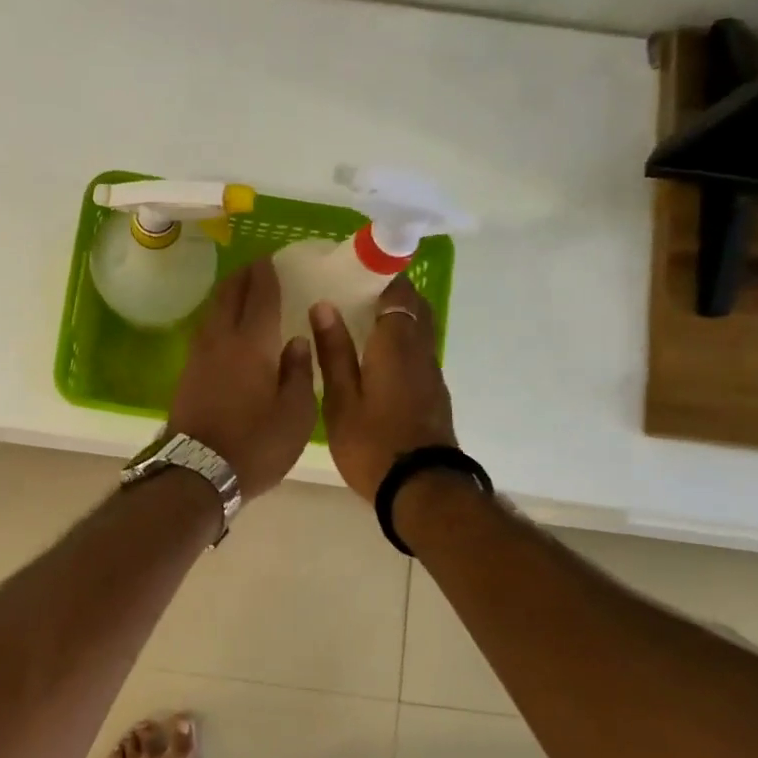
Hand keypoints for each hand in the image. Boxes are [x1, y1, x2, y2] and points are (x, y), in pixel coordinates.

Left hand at [168, 259, 316, 499]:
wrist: (197, 473)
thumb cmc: (256, 445)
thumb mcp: (295, 414)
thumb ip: (298, 372)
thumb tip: (296, 341)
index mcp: (251, 343)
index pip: (259, 295)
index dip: (267, 274)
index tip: (272, 259)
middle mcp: (221, 340)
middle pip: (228, 295)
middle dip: (243, 276)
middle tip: (258, 267)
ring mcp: (198, 356)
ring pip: (212, 312)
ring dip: (227, 295)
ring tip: (243, 291)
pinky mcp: (187, 374)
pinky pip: (206, 331)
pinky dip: (219, 318)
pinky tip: (227, 328)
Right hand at [311, 276, 457, 500]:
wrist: (421, 488)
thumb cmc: (373, 443)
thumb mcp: (342, 400)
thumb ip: (334, 352)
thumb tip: (324, 307)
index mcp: (396, 345)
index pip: (398, 293)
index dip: (382, 274)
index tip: (356, 268)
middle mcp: (420, 352)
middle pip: (414, 308)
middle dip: (391, 293)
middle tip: (355, 292)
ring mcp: (431, 373)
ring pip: (419, 330)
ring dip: (397, 317)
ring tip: (360, 320)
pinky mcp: (433, 393)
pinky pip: (418, 352)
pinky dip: (400, 342)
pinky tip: (374, 356)